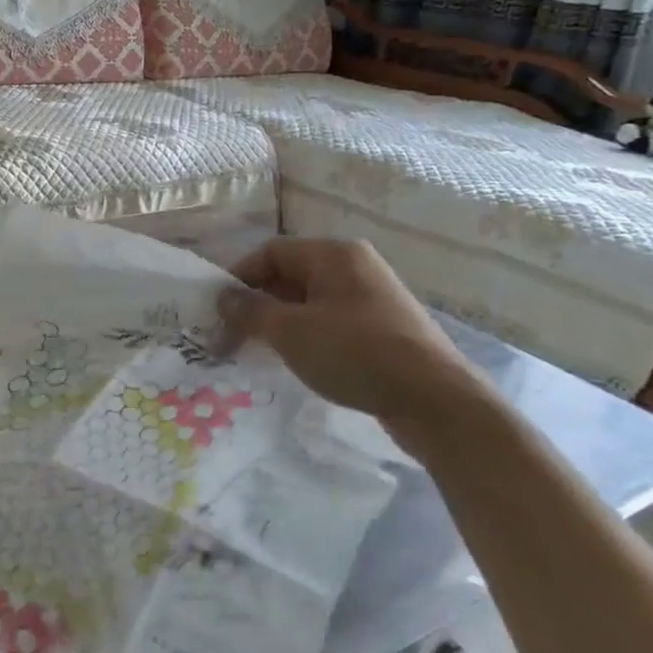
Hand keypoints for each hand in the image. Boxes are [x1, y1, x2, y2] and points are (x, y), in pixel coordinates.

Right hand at [219, 238, 486, 432]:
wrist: (435, 401)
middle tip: (231, 334)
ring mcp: (371, 298)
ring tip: (257, 351)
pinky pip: (330, 322)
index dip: (239, 277)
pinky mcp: (382, 329)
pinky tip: (295, 361)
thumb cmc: (355, 353)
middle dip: (256, 303)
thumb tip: (223, 297)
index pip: (271, 252)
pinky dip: (305, 336)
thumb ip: (250, 311)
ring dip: (278, 322)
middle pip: (289, 275)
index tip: (217, 310)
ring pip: (308, 301)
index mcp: (334, 254)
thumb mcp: (290, 331)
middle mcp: (354, 267)